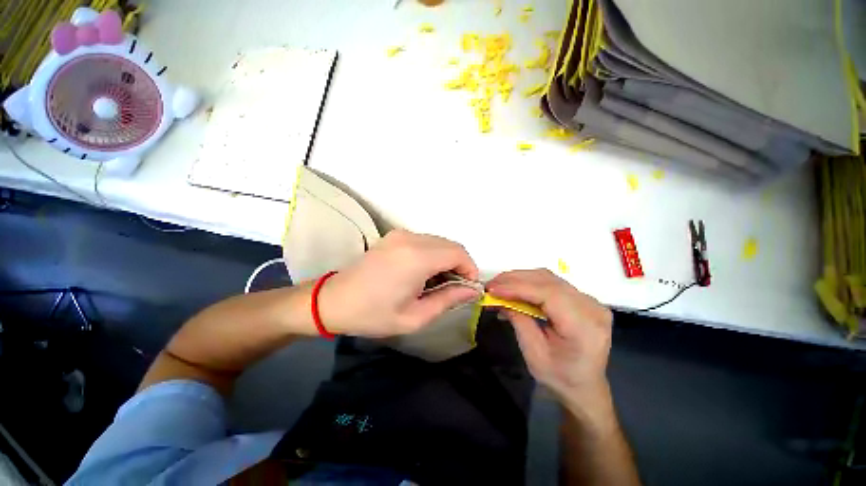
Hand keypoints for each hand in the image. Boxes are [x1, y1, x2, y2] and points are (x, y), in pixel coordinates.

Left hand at [320, 229, 479, 337]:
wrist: (333, 300)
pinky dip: (433, 254)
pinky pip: (425, 241)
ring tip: (437, 283)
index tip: (468, 288)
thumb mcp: (415, 317)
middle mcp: (411, 239)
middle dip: (459, 265)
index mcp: (417, 258)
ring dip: (446, 260)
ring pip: (439, 242)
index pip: (458, 253)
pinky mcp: (395, 236)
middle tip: (454, 288)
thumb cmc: (373, 314)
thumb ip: (448, 300)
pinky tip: (423, 273)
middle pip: (450, 245)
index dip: (470, 269)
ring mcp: (401, 234)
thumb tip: (472, 291)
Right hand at [486, 269, 612, 407]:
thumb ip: (518, 320)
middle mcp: (591, 307)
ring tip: (499, 286)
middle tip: (491, 285)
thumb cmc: (559, 377)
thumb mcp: (533, 353)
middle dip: (515, 279)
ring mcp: (590, 301)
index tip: (492, 289)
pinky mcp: (582, 299)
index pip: (548, 294)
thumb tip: (498, 298)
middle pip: (548, 281)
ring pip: (548, 278)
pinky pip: (552, 283)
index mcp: (584, 326)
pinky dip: (529, 283)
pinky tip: (515, 288)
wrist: (585, 386)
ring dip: (520, 278)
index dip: (517, 287)